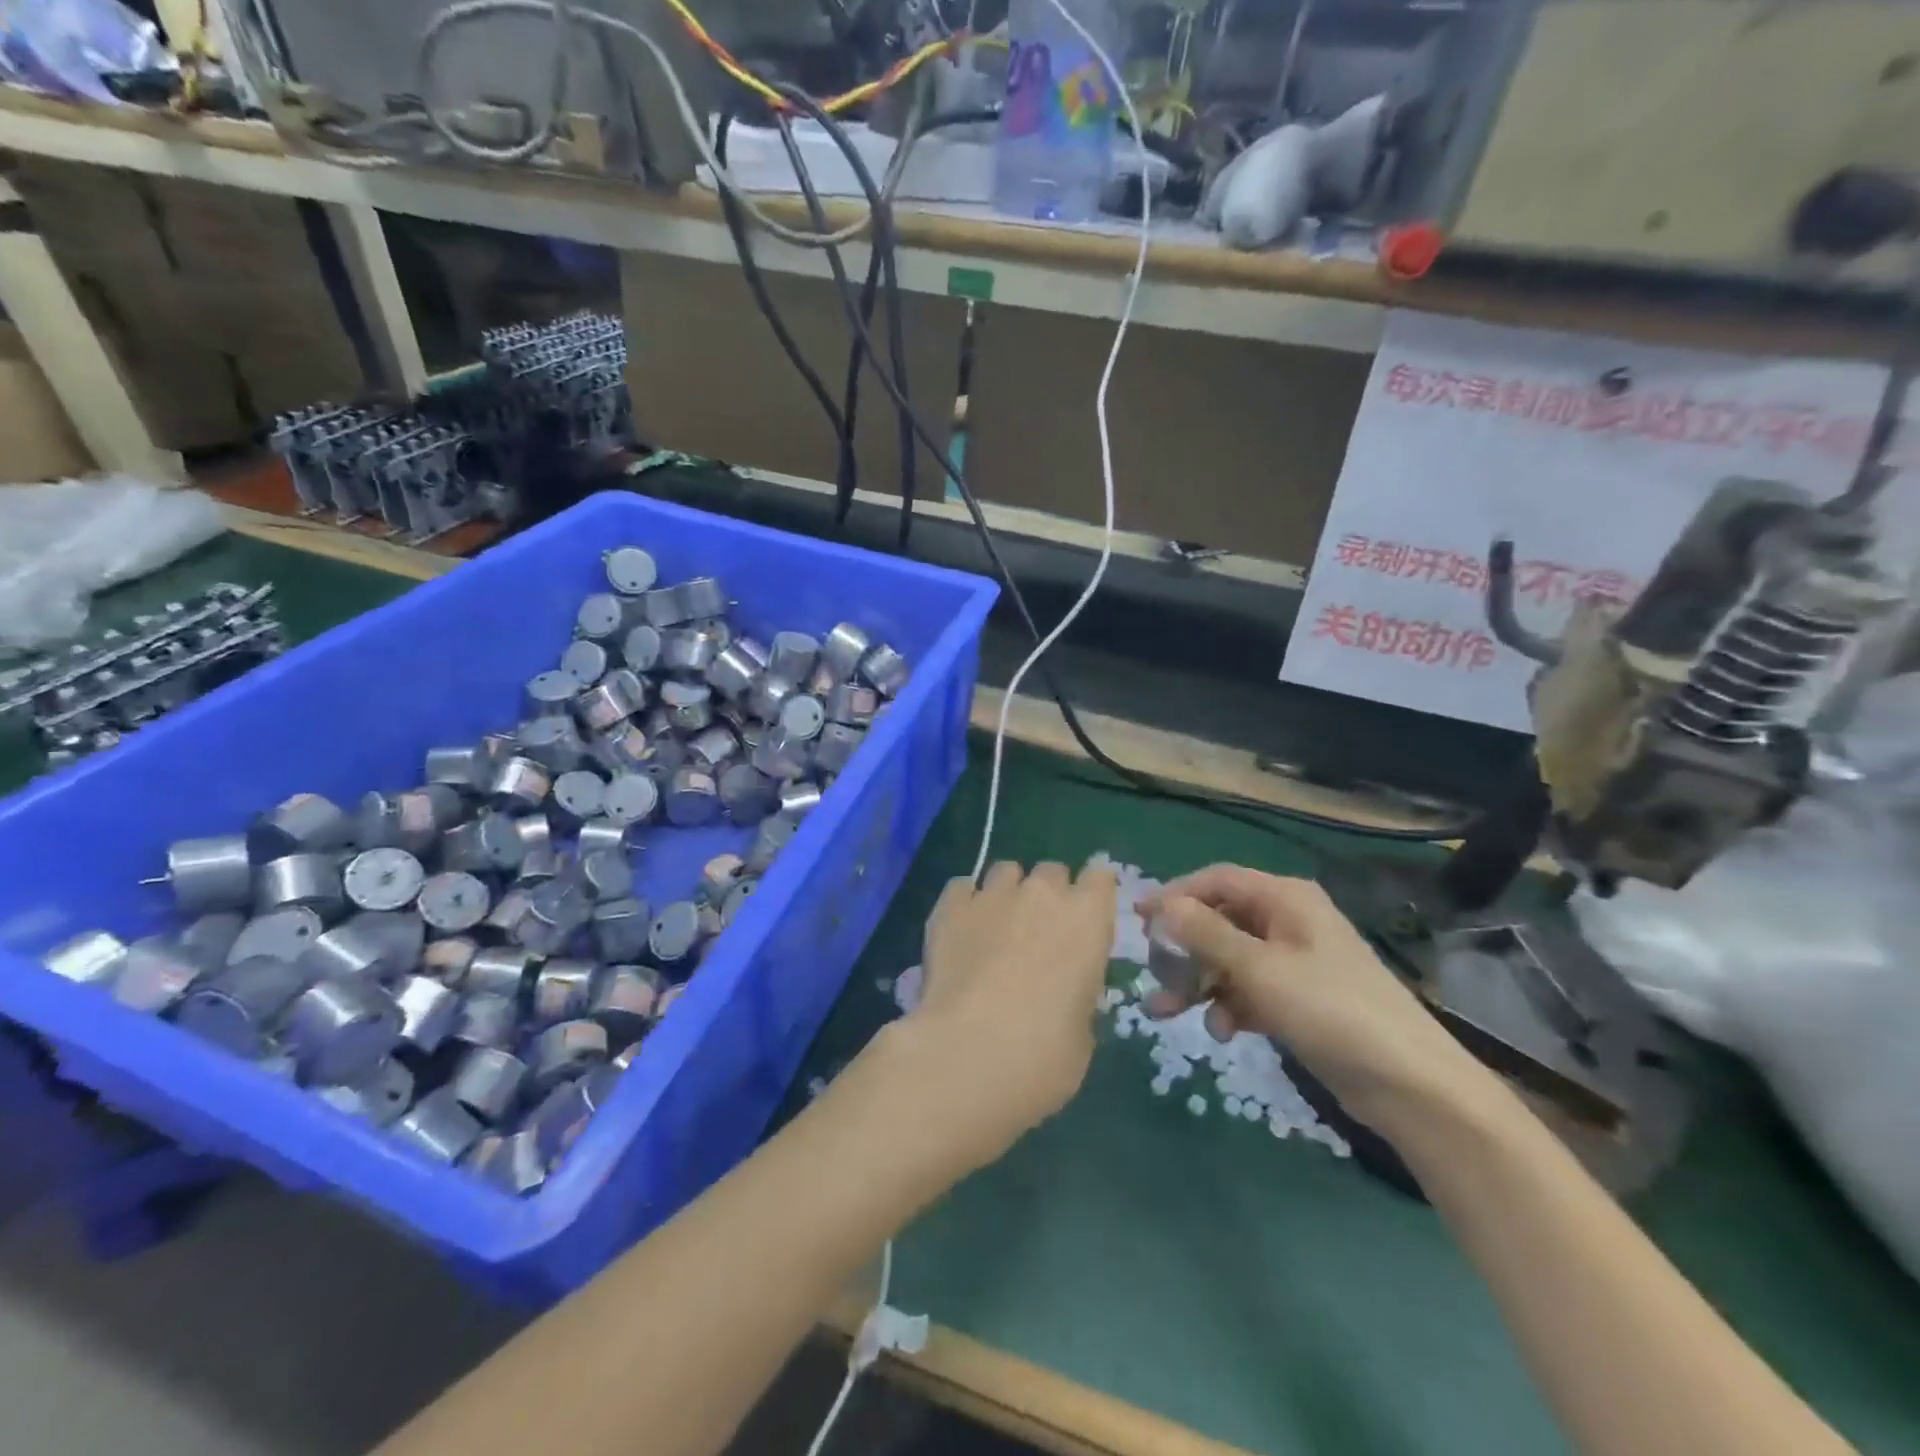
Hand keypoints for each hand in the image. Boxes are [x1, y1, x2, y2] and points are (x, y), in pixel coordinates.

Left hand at [890, 861, 1116, 1171]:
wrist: (969, 1053)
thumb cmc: (1045, 1054)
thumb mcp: (1082, 1031)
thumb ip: (1077, 993)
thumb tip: (1061, 991)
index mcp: (1088, 918)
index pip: (1100, 877)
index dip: (1091, 895)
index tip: (1084, 919)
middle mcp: (1042, 893)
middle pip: (1051, 871)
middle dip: (1048, 894)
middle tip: (1038, 933)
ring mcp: (993, 894)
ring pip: (1005, 871)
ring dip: (1007, 893)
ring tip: (995, 929)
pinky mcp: (950, 906)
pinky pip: (962, 887)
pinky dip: (965, 903)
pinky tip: (960, 931)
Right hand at [1139, 866, 1495, 1132]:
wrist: (1409, 1085)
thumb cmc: (1331, 1009)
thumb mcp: (1260, 968)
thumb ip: (1206, 934)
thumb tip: (1162, 905)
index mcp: (1285, 900)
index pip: (1217, 881)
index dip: (1175, 895)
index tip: (1138, 919)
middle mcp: (1288, 923)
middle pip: (1220, 921)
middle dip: (1183, 948)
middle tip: (1150, 970)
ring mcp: (1294, 963)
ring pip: (1229, 960)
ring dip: (1198, 983)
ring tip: (1166, 1012)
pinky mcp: (1298, 1000)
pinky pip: (1248, 991)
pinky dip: (1229, 1006)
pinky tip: (1222, 1032)